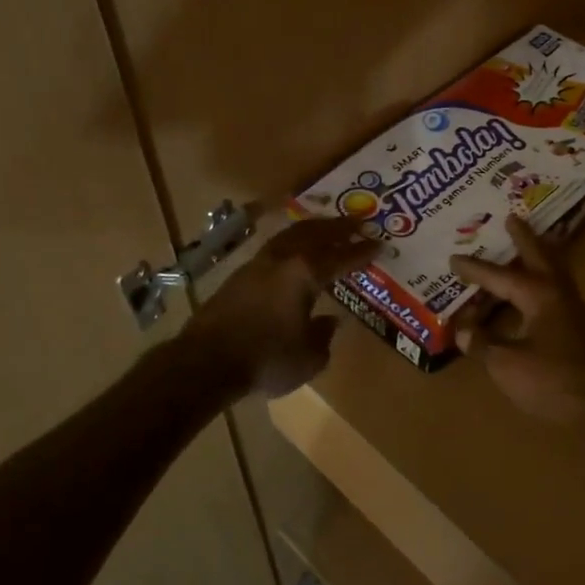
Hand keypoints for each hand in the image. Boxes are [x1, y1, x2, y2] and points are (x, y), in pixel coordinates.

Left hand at [182, 215, 377, 398]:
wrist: (205, 362)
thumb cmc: (266, 360)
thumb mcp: (309, 358)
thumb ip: (323, 336)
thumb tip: (329, 321)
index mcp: (305, 274)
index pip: (340, 257)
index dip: (361, 251)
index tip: (378, 243)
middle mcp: (282, 260)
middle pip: (313, 234)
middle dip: (336, 227)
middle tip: (355, 222)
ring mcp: (256, 265)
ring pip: (289, 236)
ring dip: (310, 230)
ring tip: (324, 228)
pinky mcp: (237, 276)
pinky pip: (273, 249)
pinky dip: (290, 244)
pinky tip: (292, 253)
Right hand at [451, 217, 584, 424]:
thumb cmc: (553, 380)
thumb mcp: (506, 364)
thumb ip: (483, 343)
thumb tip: (463, 329)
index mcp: (538, 294)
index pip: (498, 276)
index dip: (474, 269)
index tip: (453, 258)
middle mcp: (557, 293)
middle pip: (539, 255)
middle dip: (524, 237)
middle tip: (512, 217)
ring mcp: (572, 309)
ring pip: (553, 270)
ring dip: (539, 254)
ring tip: (527, 242)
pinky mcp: (578, 327)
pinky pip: (556, 289)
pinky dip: (543, 278)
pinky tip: (534, 291)